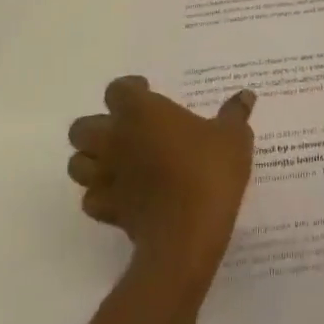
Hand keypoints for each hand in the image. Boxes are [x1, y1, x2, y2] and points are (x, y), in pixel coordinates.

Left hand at [68, 77, 256, 282]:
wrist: (187, 234)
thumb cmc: (208, 172)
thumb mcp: (233, 137)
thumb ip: (235, 114)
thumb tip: (246, 96)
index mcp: (141, 112)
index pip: (118, 89)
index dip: (130, 90)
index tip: (149, 93)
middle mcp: (115, 139)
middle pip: (83, 127)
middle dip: (100, 126)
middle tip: (129, 130)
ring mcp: (106, 177)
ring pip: (77, 163)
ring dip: (92, 160)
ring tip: (120, 162)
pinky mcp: (105, 211)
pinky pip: (91, 198)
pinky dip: (101, 194)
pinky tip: (124, 195)